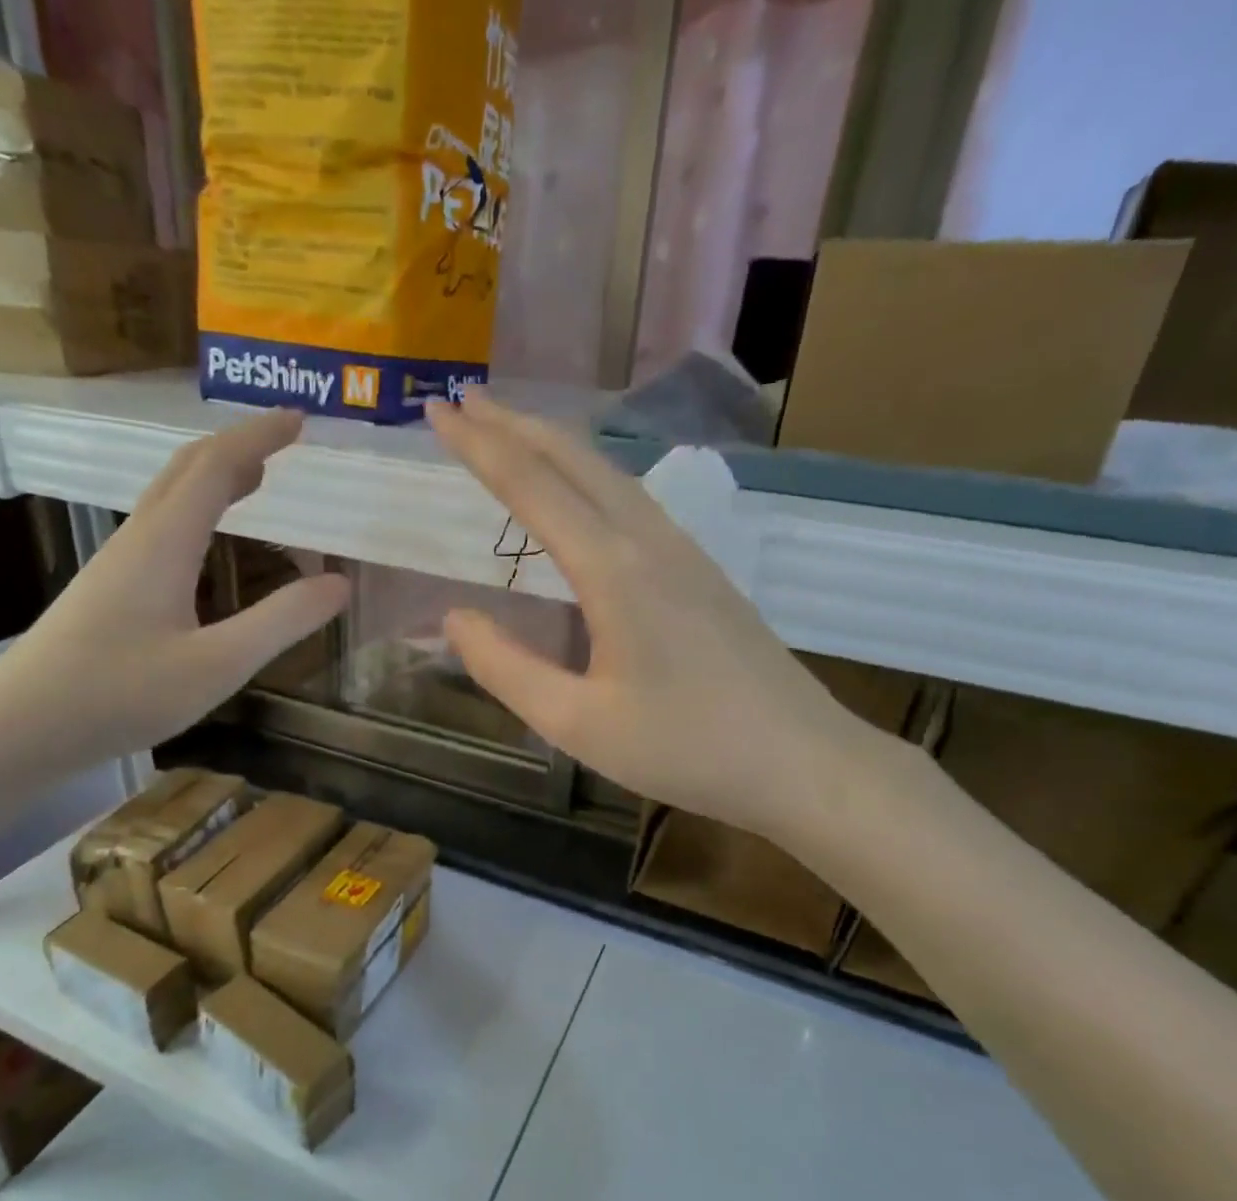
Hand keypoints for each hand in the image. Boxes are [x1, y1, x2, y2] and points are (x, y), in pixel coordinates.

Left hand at [0, 409, 347, 787]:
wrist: (19, 728)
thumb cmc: (120, 695)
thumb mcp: (216, 665)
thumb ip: (280, 622)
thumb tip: (339, 582)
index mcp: (164, 543)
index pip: (216, 466)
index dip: (259, 437)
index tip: (300, 419)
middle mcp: (137, 539)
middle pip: (186, 470)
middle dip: (238, 446)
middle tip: (283, 441)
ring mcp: (116, 564)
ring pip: (169, 498)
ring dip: (214, 476)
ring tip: (255, 480)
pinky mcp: (107, 591)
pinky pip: (161, 528)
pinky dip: (197, 512)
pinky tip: (206, 543)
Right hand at [426, 389, 880, 841]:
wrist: (801, 761)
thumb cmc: (684, 748)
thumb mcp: (577, 724)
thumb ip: (506, 668)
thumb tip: (455, 619)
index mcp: (613, 570)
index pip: (531, 486)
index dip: (479, 446)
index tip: (436, 412)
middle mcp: (650, 541)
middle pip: (575, 459)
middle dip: (514, 425)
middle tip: (464, 403)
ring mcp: (684, 551)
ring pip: (608, 473)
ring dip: (554, 445)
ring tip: (511, 433)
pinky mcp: (703, 570)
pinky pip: (633, 500)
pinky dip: (588, 477)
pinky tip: (580, 495)